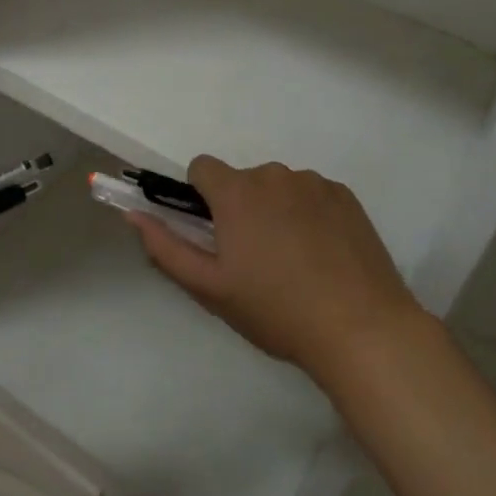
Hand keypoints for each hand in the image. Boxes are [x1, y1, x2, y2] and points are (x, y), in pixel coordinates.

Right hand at [129, 157, 421, 384]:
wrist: (360, 328)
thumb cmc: (276, 310)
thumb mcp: (210, 288)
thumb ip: (165, 247)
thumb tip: (134, 214)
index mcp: (237, 192)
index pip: (202, 167)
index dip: (200, 197)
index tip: (214, 233)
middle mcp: (274, 175)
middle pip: (242, 180)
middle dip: (240, 208)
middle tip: (255, 260)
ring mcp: (315, 183)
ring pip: (278, 187)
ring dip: (275, 211)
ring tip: (294, 262)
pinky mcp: (346, 196)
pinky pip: (312, 194)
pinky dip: (309, 215)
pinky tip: (323, 256)